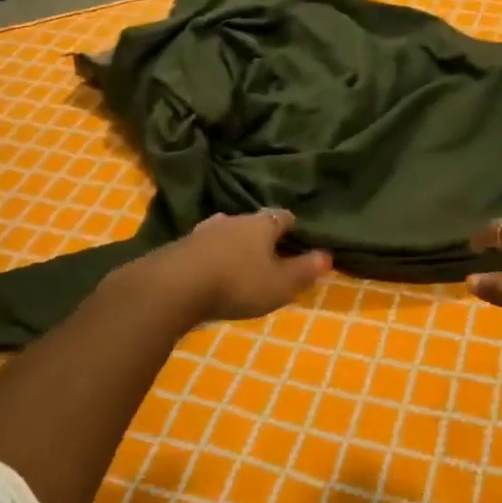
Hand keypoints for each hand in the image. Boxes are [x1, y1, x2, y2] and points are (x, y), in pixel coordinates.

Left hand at [130, 210, 330, 325]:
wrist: (174, 286)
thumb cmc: (237, 283)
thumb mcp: (280, 284)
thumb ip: (304, 270)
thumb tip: (328, 255)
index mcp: (261, 225)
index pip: (282, 216)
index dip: (291, 225)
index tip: (297, 236)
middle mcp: (233, 220)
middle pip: (252, 222)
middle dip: (261, 234)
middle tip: (269, 252)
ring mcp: (203, 230)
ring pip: (225, 231)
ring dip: (233, 243)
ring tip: (239, 260)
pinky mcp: (180, 246)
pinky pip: (203, 247)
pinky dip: (211, 255)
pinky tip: (210, 270)